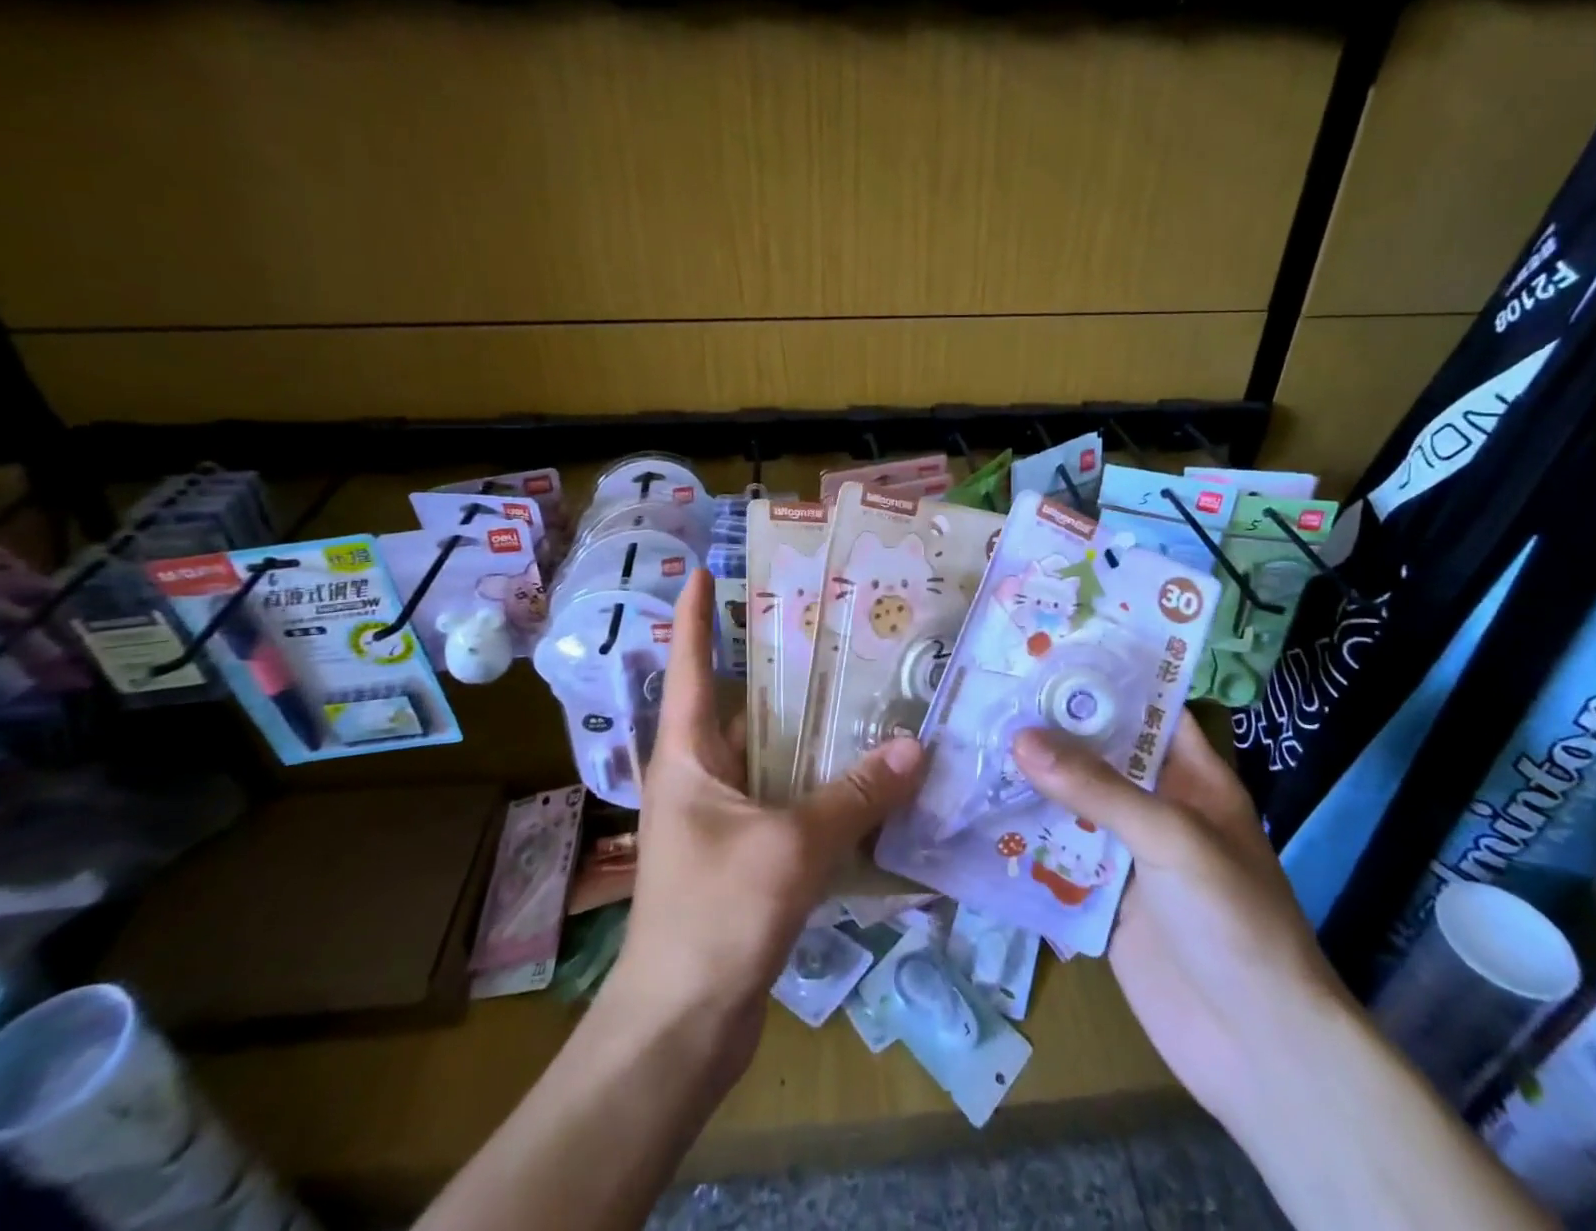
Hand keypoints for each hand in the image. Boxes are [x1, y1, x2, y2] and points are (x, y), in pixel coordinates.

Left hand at [605, 570, 927, 1055]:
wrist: (681, 1027)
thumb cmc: (716, 916)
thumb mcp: (790, 846)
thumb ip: (854, 795)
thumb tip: (914, 747)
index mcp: (688, 753)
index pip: (689, 665)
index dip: (696, 615)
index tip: (706, 569)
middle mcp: (700, 774)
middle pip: (742, 705)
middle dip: (782, 669)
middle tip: (836, 630)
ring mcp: (722, 816)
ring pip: (772, 755)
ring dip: (811, 732)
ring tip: (866, 693)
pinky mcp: (746, 853)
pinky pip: (787, 800)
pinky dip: (821, 784)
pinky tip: (866, 777)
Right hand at [1011, 709, 1348, 1121]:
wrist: (1256, 1049)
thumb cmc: (1232, 920)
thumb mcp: (1171, 837)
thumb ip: (1097, 787)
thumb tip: (1020, 738)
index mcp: (1192, 778)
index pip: (1148, 709)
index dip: (1105, 679)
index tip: (1046, 651)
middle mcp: (1158, 807)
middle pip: (1099, 755)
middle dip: (1051, 729)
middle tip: (990, 691)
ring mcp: (1128, 853)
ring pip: (1071, 803)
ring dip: (1030, 782)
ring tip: (970, 740)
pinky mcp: (1101, 898)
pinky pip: (1057, 855)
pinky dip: (1024, 838)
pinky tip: (975, 814)